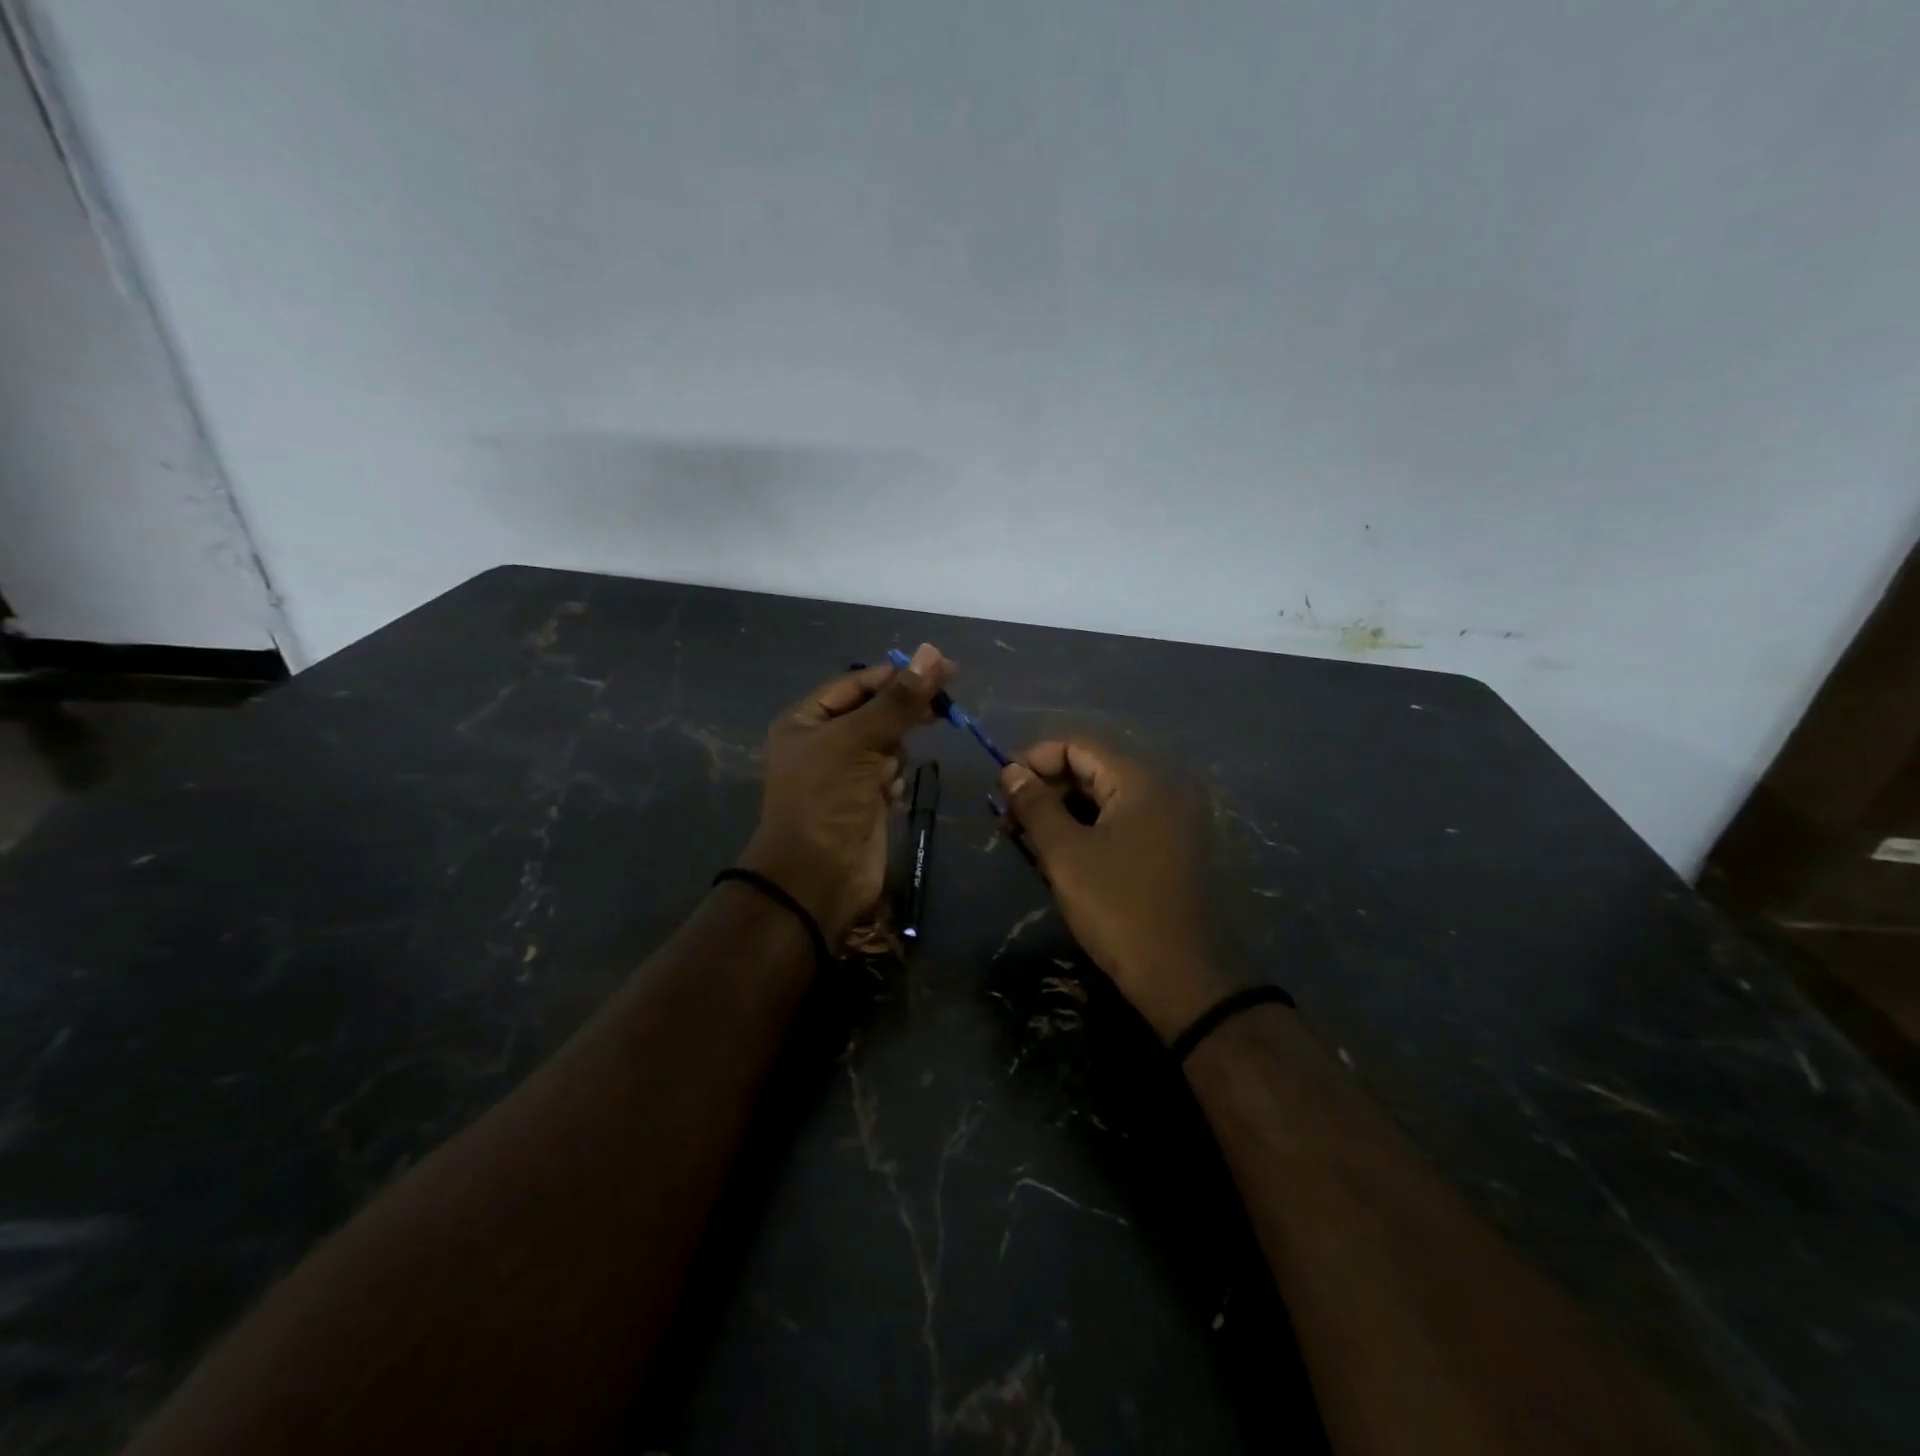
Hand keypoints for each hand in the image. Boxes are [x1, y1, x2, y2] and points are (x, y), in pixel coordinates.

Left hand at [739, 644, 955, 944]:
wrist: (817, 877)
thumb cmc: (827, 799)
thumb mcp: (858, 740)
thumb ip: (898, 700)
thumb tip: (933, 653)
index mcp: (806, 721)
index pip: (856, 684)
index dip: (896, 675)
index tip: (941, 668)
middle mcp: (823, 743)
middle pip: (875, 712)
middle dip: (902, 714)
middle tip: (944, 707)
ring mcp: (845, 774)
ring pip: (888, 744)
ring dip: (895, 754)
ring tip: (885, 776)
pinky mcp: (865, 801)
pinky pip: (891, 774)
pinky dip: (895, 780)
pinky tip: (889, 796)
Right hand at [1000, 740, 1251, 1041]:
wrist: (1181, 976)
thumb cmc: (1117, 907)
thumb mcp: (1065, 854)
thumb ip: (1035, 805)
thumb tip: (1011, 772)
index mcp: (1141, 780)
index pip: (1078, 746)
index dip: (1034, 760)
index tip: (1001, 790)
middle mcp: (1161, 789)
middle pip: (1092, 769)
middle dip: (1046, 789)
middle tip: (1009, 822)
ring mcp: (1170, 821)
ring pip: (1104, 799)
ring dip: (1063, 813)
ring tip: (1028, 842)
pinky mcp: (1169, 848)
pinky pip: (1120, 822)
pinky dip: (1087, 830)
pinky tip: (1060, 857)